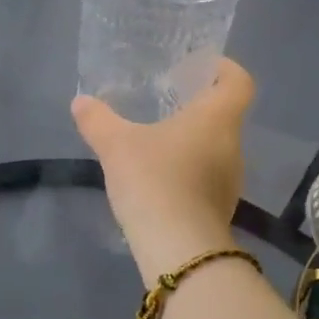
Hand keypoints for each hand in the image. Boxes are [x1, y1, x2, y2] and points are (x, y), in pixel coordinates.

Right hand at [71, 58, 255, 280]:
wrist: (178, 250)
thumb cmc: (155, 180)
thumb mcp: (116, 145)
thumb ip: (97, 120)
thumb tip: (80, 102)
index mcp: (217, 119)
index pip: (239, 82)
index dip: (224, 68)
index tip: (197, 68)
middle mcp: (232, 145)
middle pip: (225, 115)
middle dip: (197, 106)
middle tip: (166, 100)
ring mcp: (230, 180)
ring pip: (215, 147)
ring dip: (191, 140)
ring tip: (156, 139)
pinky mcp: (219, 208)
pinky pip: (206, 176)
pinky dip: (187, 170)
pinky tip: (158, 178)